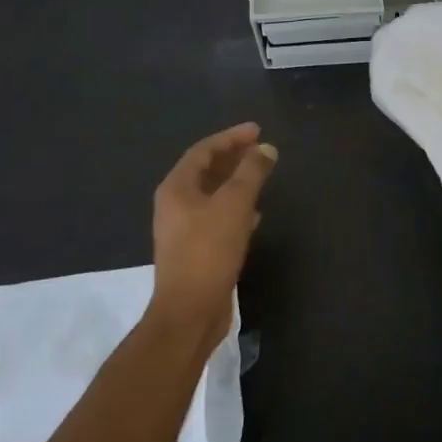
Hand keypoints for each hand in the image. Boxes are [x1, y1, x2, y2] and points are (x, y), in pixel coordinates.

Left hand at [150, 123, 276, 344]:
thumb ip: (251, 172)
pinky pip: (217, 218)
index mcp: (176, 188)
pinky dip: (236, 208)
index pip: (204, 150)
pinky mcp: (196, 250)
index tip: (257, 130)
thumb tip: (266, 148)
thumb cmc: (209, 251)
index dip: (231, 137)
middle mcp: (175, 205)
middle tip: (260, 148)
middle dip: (233, 157)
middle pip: (206, 171)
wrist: (190, 311)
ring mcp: (184, 229)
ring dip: (236, 182)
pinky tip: (256, 214)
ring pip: (213, 195)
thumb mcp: (234, 205)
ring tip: (262, 175)